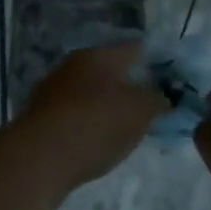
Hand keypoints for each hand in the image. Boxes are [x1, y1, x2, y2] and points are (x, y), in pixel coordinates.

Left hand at [7, 43, 167, 202]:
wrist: (37, 159)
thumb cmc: (94, 125)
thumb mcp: (139, 112)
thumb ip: (158, 100)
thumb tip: (165, 96)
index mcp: (97, 56)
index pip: (134, 49)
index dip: (156, 62)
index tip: (173, 80)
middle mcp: (72, 67)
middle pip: (111, 72)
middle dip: (132, 87)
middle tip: (153, 108)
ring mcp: (53, 92)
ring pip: (91, 94)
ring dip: (109, 107)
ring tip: (129, 128)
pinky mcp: (42, 119)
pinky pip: (76, 116)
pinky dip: (90, 125)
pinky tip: (99, 143)